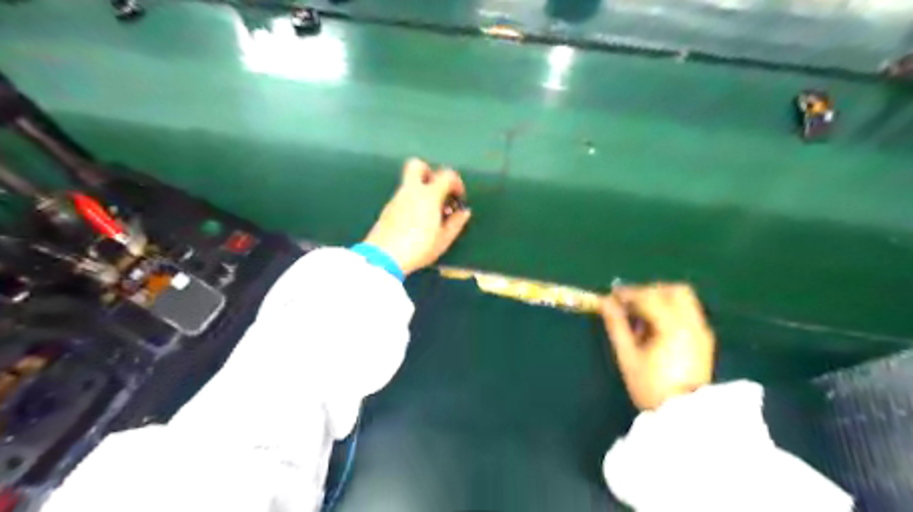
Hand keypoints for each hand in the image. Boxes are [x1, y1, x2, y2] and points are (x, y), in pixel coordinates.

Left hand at [362, 158, 469, 274]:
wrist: (384, 257)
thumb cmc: (418, 248)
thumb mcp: (443, 239)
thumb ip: (456, 223)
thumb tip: (464, 212)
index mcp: (429, 195)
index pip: (446, 175)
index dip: (456, 183)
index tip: (459, 197)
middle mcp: (411, 191)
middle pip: (417, 165)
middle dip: (430, 173)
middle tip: (438, 191)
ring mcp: (396, 198)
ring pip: (409, 183)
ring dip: (421, 191)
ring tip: (430, 213)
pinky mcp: (387, 209)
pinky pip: (403, 197)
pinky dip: (412, 202)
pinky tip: (417, 221)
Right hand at [604, 282, 716, 408]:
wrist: (684, 417)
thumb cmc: (651, 388)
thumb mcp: (627, 357)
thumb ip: (616, 326)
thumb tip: (605, 302)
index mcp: (673, 327)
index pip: (650, 297)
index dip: (629, 293)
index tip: (612, 295)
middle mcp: (693, 324)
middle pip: (675, 291)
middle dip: (651, 291)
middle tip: (631, 302)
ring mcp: (702, 331)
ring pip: (685, 300)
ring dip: (662, 299)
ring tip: (642, 316)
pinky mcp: (705, 340)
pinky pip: (688, 312)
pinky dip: (671, 310)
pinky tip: (656, 327)